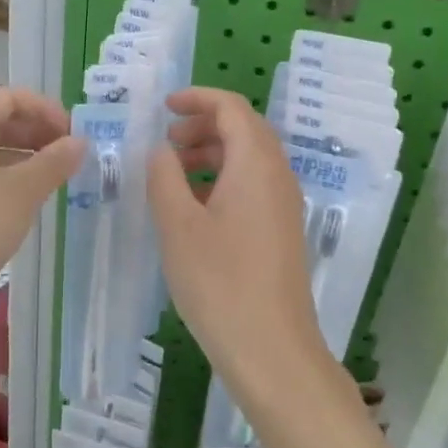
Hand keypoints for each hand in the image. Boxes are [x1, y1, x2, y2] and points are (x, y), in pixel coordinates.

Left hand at [0, 87, 83, 325]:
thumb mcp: (20, 193)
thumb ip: (54, 162)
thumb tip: (80, 141)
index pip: (9, 97)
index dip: (46, 109)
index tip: (74, 134)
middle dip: (38, 133)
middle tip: (72, 156)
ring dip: (26, 157)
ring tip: (58, 178)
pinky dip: (9, 178)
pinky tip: (31, 201)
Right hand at [147, 89, 329, 398]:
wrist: (271, 349)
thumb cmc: (219, 282)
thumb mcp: (178, 224)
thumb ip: (164, 177)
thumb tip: (162, 151)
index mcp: (256, 163)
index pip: (232, 108)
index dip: (197, 99)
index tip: (164, 108)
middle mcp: (278, 175)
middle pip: (244, 129)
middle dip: (203, 126)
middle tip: (166, 142)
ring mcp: (284, 204)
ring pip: (249, 159)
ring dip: (212, 154)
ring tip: (173, 174)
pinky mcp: (282, 230)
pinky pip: (253, 185)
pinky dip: (223, 180)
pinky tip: (195, 208)